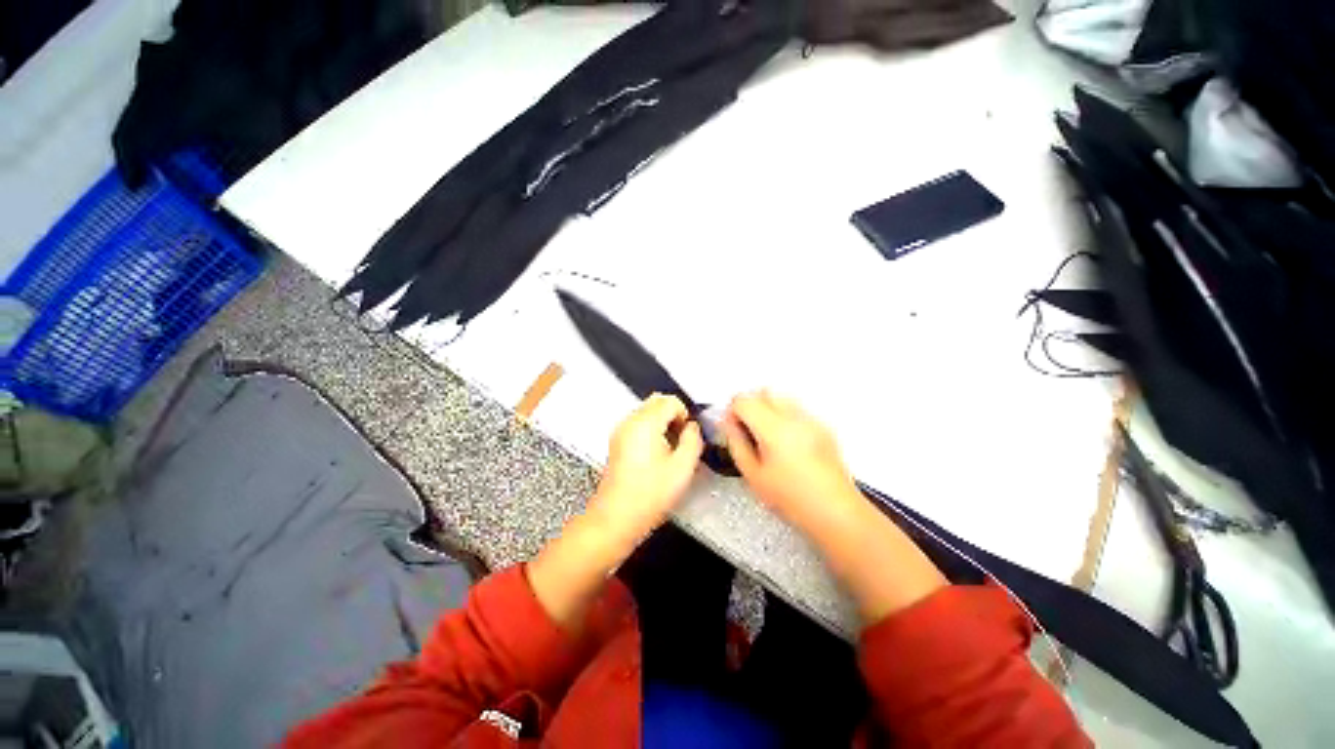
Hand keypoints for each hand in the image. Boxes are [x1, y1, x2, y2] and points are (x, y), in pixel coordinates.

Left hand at [587, 394, 703, 548]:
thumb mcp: (683, 467)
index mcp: (645, 424)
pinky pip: (638, 424)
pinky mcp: (617, 442)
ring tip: (670, 448)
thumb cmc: (648, 495)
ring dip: (662, 422)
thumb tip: (692, 428)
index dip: (685, 414)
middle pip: (656, 401)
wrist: (617, 517)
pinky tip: (656, 454)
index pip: (670, 401)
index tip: (689, 433)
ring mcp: (621, 431)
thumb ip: (693, 440)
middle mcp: (630, 422)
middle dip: (673, 414)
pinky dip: (650, 430)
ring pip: (647, 411)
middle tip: (682, 438)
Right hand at [724, 390, 945, 622]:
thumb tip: (728, 422)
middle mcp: (795, 416)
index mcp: (774, 429)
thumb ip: (736, 443)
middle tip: (747, 428)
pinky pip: (797, 408)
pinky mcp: (824, 425)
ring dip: (768, 407)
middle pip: (764, 391)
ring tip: (767, 435)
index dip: (733, 410)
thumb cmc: (790, 498)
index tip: (732, 426)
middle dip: (751, 404)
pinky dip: (785, 415)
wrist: (835, 511)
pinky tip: (787, 441)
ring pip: (782, 397)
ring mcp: (812, 419)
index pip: (744, 400)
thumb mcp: (753, 475)